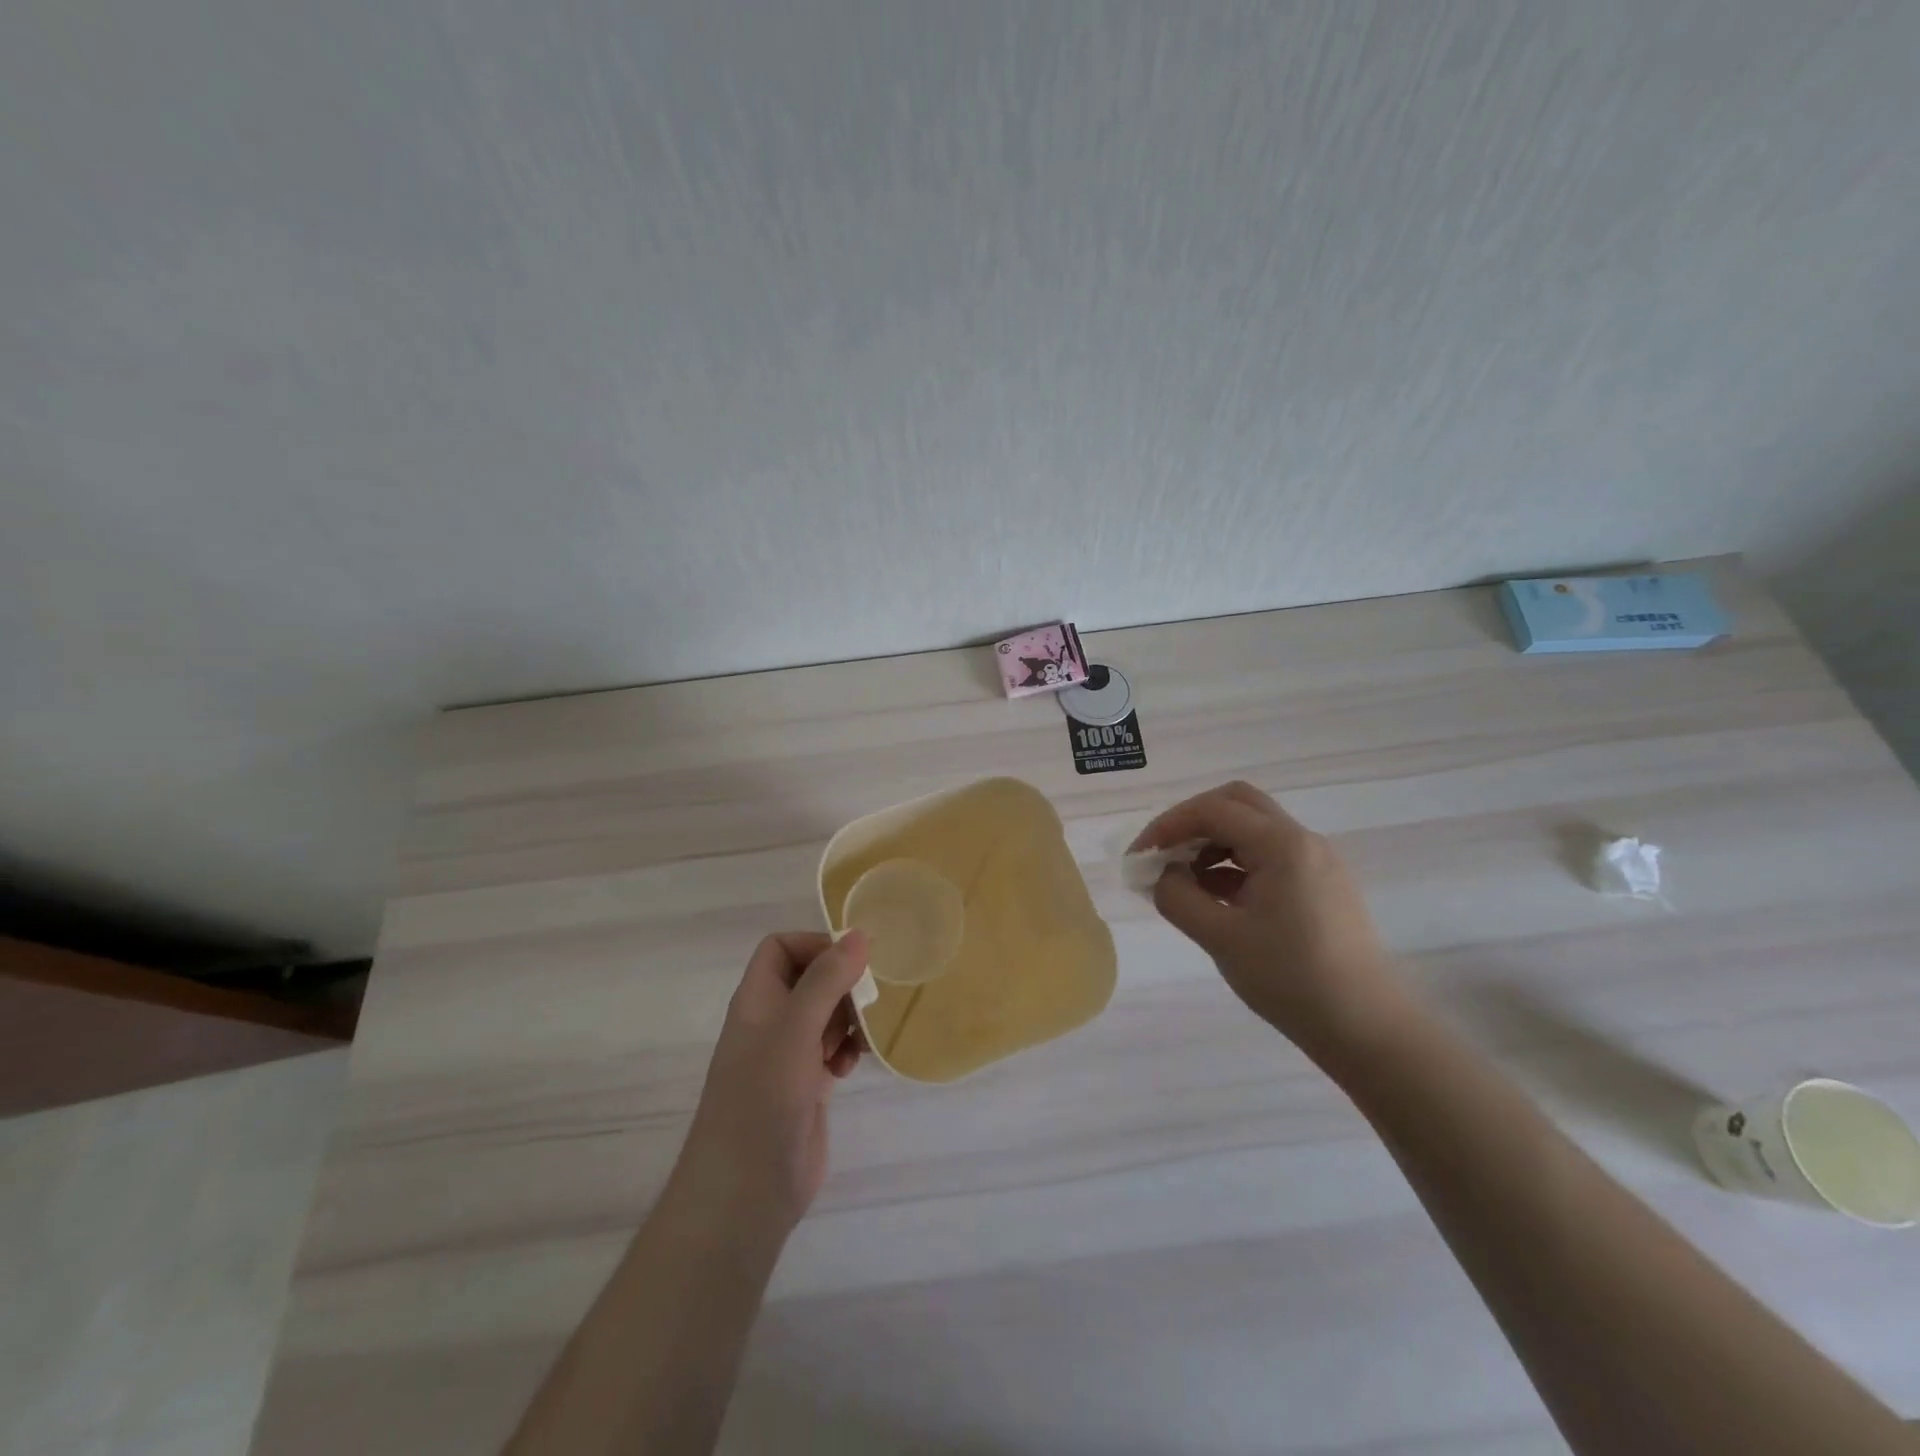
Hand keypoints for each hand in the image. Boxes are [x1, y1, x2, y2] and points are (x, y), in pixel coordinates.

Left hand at [672, 931, 867, 1235]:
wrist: (746, 1191)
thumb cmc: (763, 1098)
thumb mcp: (795, 1029)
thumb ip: (827, 979)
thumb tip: (859, 934)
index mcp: (757, 999)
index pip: (781, 947)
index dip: (814, 945)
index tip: (851, 963)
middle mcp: (770, 1021)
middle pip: (810, 978)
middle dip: (841, 985)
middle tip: (864, 1003)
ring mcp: (787, 1056)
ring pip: (825, 1014)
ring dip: (848, 1018)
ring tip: (859, 1038)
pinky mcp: (805, 1086)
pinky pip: (832, 1049)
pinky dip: (847, 1050)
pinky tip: (851, 1067)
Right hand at [1131, 782, 1409, 1067]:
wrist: (1367, 1029)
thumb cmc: (1290, 980)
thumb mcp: (1220, 938)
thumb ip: (1178, 897)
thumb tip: (1162, 875)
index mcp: (1282, 845)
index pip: (1213, 810)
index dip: (1168, 826)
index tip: (1138, 858)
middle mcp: (1303, 841)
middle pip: (1237, 803)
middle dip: (1192, 822)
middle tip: (1164, 855)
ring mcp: (1317, 862)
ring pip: (1253, 829)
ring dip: (1213, 843)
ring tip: (1185, 883)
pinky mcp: (1322, 885)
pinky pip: (1270, 856)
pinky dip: (1235, 864)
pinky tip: (1217, 897)